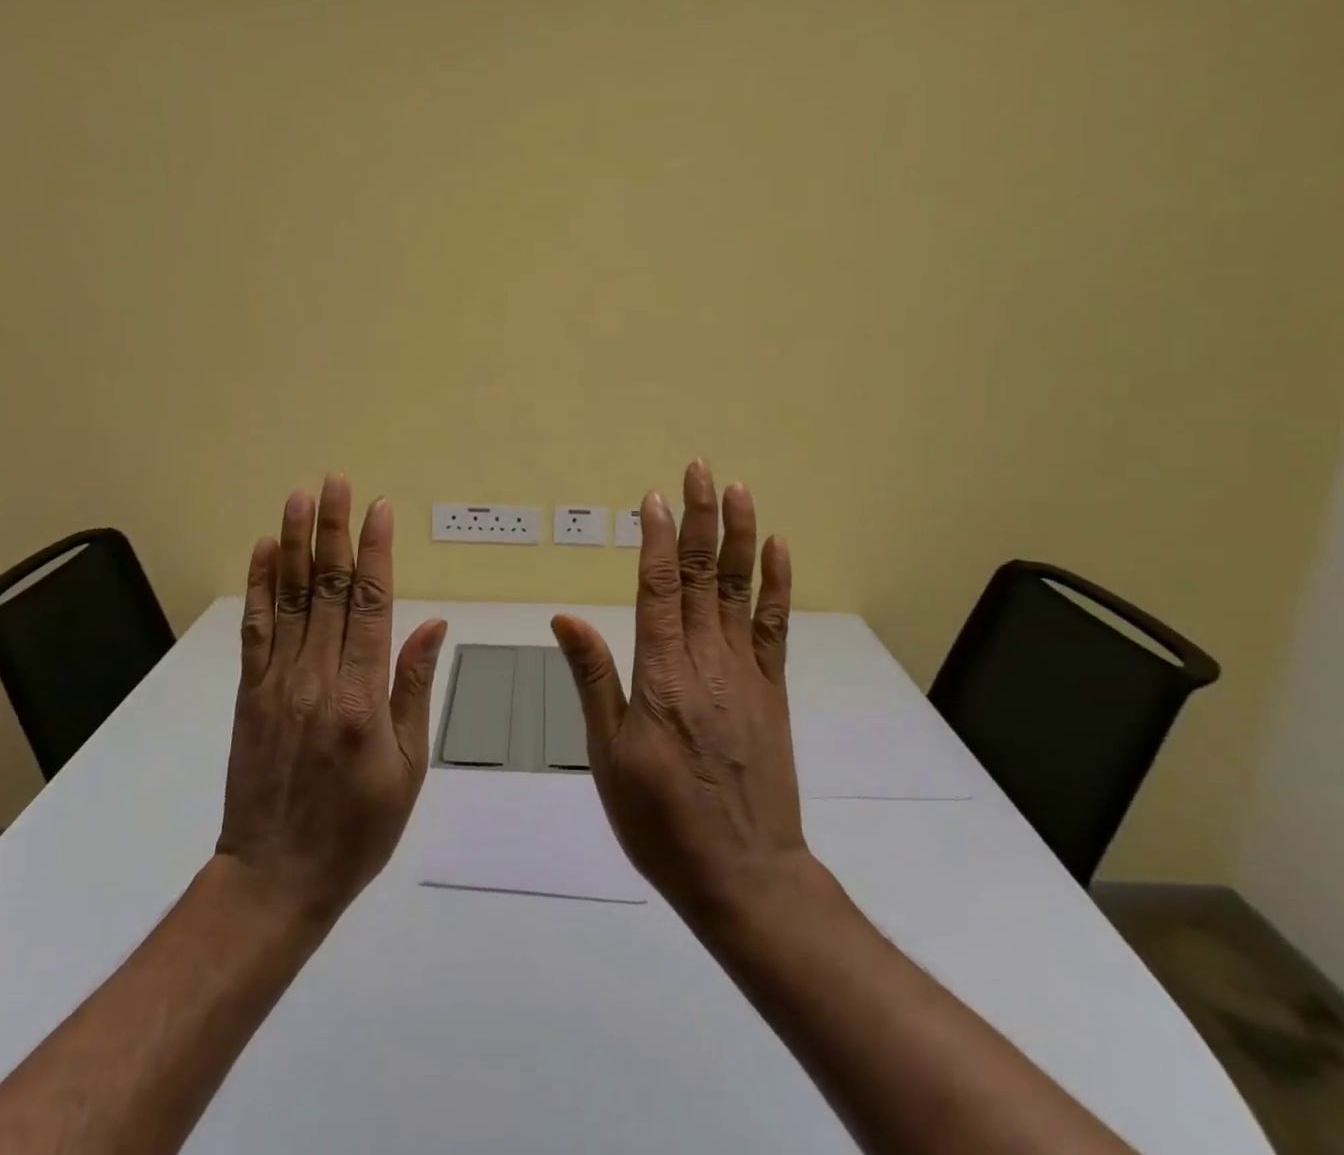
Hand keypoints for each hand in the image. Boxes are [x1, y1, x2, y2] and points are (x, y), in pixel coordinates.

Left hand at [216, 474, 447, 922]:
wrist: (275, 878)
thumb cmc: (357, 829)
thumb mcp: (408, 768)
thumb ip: (415, 689)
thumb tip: (433, 625)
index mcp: (362, 697)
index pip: (371, 604)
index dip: (375, 551)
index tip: (379, 509)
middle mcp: (317, 678)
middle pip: (327, 589)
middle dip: (333, 530)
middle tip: (336, 482)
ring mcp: (277, 682)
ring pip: (289, 599)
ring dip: (294, 544)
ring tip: (299, 498)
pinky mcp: (249, 694)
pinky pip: (255, 630)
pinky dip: (259, 586)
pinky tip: (263, 552)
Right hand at [551, 460, 806, 925]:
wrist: (744, 875)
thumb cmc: (661, 820)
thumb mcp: (609, 755)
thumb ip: (594, 679)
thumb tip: (566, 618)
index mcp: (661, 673)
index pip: (657, 587)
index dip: (656, 538)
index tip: (655, 498)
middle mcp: (706, 660)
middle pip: (699, 575)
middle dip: (699, 518)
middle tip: (699, 469)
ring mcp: (745, 672)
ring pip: (738, 590)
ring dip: (739, 537)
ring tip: (739, 491)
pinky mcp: (772, 690)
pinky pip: (774, 627)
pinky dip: (775, 586)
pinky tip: (778, 551)